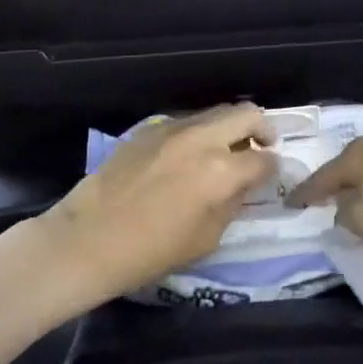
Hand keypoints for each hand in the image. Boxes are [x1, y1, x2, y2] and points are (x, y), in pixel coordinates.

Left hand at [38, 103, 275, 302]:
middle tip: (261, 147)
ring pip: (215, 112)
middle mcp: (202, 138)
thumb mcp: (206, 238)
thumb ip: (232, 202)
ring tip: (224, 151)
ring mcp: (173, 127)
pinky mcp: (149, 127)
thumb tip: (245, 182)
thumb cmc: (151, 251)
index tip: (272, 175)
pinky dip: (199, 132)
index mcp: (221, 170)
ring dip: (229, 127)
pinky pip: (187, 121)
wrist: (89, 238)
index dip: (274, 168)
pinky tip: (188, 156)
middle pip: (247, 113)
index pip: (264, 159)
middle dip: (261, 128)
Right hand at [285, 138, 362, 244]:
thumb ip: (344, 216)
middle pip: (345, 171)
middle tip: (318, 205)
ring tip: (352, 209)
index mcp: (353, 156)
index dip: (303, 194)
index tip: (288, 205)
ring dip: (360, 192)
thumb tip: (342, 210)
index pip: (319, 178)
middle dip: (332, 188)